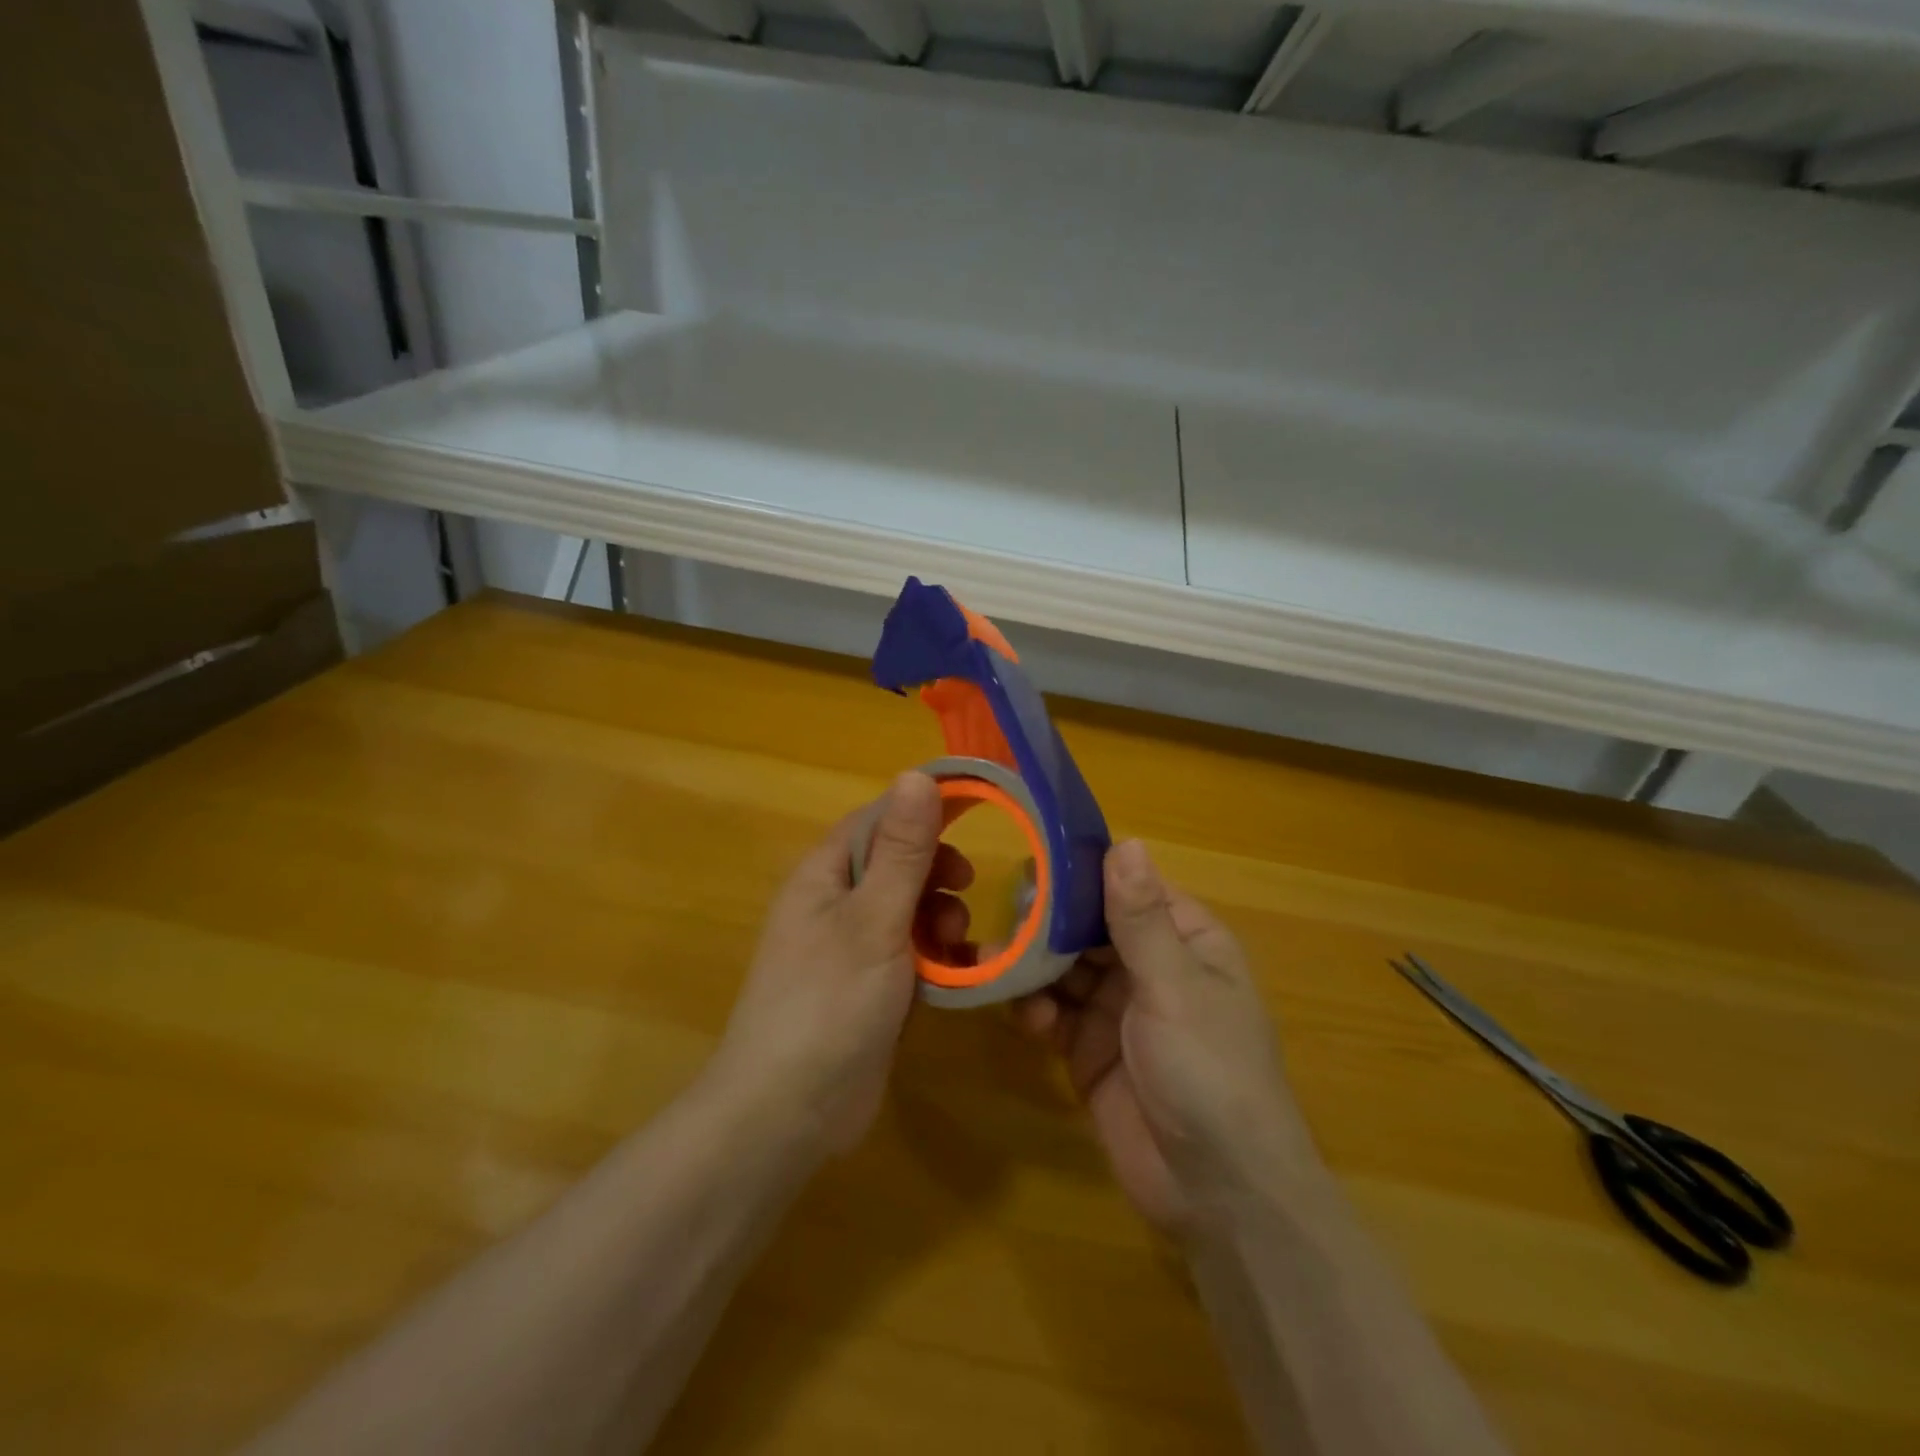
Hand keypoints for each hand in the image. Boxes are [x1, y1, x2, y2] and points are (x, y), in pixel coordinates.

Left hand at [710, 773, 971, 1155]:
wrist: (787, 1112)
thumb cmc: (829, 1002)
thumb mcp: (874, 919)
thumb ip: (902, 850)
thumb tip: (916, 775)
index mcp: (824, 874)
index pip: (878, 818)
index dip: (924, 808)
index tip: (977, 809)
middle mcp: (834, 903)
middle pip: (896, 863)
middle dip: (936, 872)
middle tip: (965, 888)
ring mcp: (850, 948)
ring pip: (908, 910)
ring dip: (940, 917)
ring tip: (957, 941)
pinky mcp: (867, 988)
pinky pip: (910, 954)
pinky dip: (936, 957)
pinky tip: (960, 975)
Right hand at [1014, 840, 1315, 1235]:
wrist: (1217, 1194)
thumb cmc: (1211, 1071)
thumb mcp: (1176, 987)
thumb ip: (1141, 919)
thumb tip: (1125, 841)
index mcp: (1184, 940)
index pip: (1127, 888)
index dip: (1084, 874)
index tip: (1034, 859)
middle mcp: (1148, 966)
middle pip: (1088, 926)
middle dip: (1049, 922)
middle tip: (1005, 917)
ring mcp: (1115, 1009)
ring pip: (1063, 967)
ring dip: (1034, 965)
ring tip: (998, 961)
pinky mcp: (1087, 1049)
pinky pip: (1052, 1013)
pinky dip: (1035, 1009)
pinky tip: (1026, 1018)